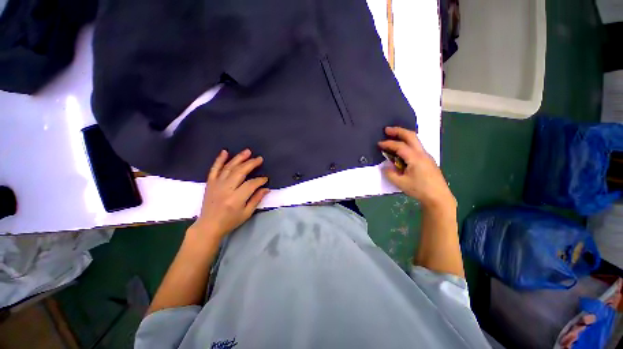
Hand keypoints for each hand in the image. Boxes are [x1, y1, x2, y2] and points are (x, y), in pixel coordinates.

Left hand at [189, 149, 269, 242]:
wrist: (208, 225)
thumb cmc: (230, 221)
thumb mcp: (247, 213)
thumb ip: (256, 199)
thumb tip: (266, 188)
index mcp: (235, 199)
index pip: (251, 184)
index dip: (260, 180)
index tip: (265, 179)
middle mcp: (225, 189)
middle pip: (240, 172)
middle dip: (251, 164)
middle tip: (260, 159)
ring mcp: (216, 185)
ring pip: (229, 168)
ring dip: (239, 158)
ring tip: (248, 151)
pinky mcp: (210, 183)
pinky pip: (214, 169)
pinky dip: (219, 160)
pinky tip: (225, 152)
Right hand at [378, 126, 455, 210]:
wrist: (439, 197)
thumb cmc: (420, 189)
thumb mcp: (401, 183)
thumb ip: (390, 174)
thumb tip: (385, 167)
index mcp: (415, 158)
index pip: (399, 146)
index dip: (388, 144)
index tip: (379, 144)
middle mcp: (422, 153)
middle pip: (411, 136)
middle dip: (398, 131)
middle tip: (387, 129)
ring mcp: (426, 156)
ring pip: (415, 140)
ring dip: (404, 136)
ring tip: (393, 137)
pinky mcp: (428, 160)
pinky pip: (416, 147)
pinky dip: (407, 143)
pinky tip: (402, 150)